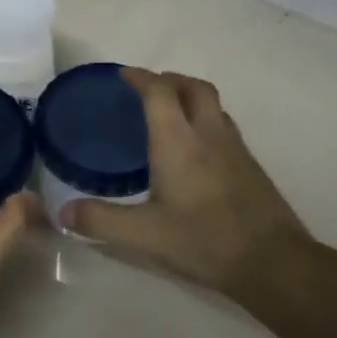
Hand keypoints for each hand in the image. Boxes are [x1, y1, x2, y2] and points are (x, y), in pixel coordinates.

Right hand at [61, 69, 320, 310]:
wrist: (273, 262)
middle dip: (169, 80)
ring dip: (190, 98)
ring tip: (170, 115)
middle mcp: (209, 135)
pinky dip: (205, 122)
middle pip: (193, 87)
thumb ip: (100, 220)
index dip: (140, 78)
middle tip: (148, 90)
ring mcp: (235, 149)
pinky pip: (224, 127)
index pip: (159, 92)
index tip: (123, 75)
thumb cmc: (204, 240)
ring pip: (214, 106)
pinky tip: (195, 152)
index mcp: (178, 142)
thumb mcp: (143, 235)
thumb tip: (63, 212)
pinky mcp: (251, 166)